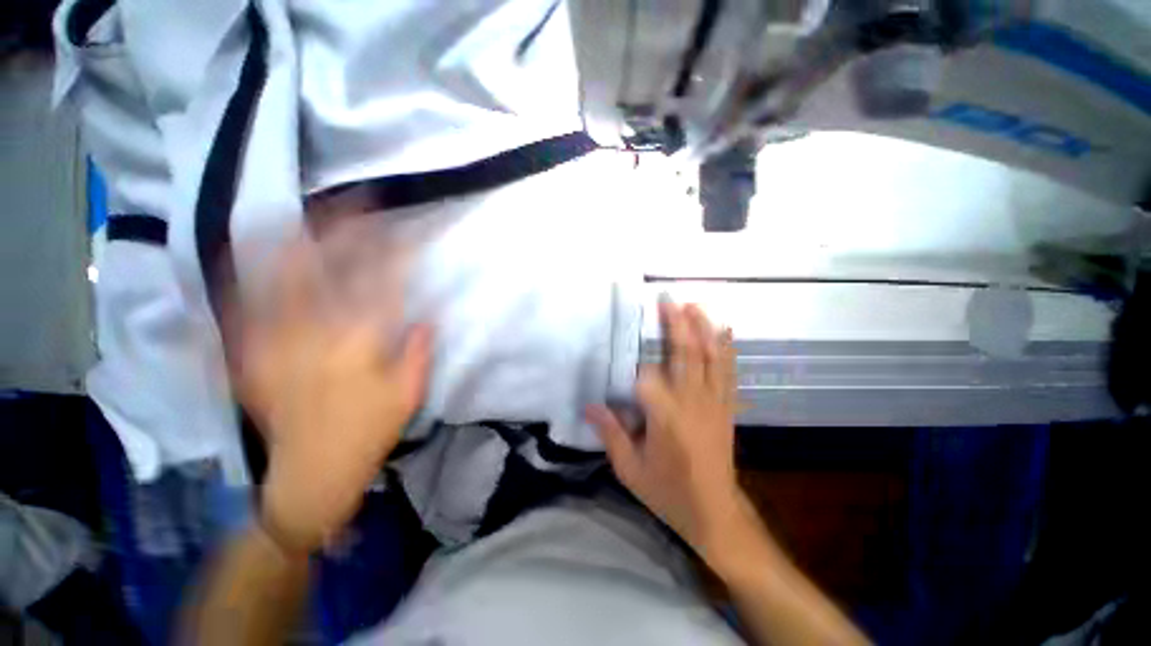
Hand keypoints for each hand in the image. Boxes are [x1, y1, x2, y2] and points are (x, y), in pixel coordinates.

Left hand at [227, 234, 431, 553]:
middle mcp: (312, 333)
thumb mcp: (408, 394)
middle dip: (338, 231)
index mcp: (358, 344)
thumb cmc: (367, 432)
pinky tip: (244, 254)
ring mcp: (273, 341)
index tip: (399, 225)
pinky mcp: (248, 355)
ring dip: (288, 240)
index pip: (379, 282)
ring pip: (276, 278)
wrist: (310, 472)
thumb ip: (418, 352)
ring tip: (296, 212)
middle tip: (349, 204)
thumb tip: (425, 319)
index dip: (390, 249)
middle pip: (323, 268)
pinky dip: (242, 275)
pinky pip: (241, 305)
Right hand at [587, 300, 748, 555]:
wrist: (714, 513)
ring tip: (695, 305)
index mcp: (665, 417)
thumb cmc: (667, 491)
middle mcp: (692, 402)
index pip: (647, 378)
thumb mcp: (630, 469)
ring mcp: (714, 402)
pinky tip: (724, 331)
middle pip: (685, 354)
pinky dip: (726, 349)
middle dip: (677, 324)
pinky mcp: (727, 407)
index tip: (625, 358)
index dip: (635, 369)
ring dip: (703, 329)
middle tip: (669, 299)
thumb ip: (610, 433)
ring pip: (710, 357)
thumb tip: (589, 405)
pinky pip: (728, 371)